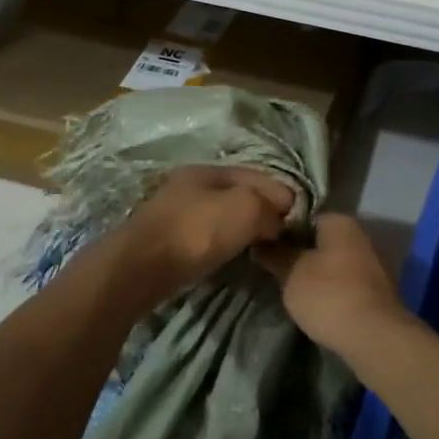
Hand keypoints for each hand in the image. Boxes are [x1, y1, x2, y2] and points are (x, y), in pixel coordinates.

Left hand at [107, 165, 295, 305]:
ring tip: (261, 246)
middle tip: (282, 233)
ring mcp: (175, 213)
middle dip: (262, 210)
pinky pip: (206, 235)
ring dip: (243, 227)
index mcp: (208, 170)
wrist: (140, 268)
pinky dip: (223, 242)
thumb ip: (269, 207)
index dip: (281, 194)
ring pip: (221, 215)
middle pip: (237, 194)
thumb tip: (277, 219)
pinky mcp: (167, 241)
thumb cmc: (196, 232)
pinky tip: (231, 254)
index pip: (256, 175)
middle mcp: (190, 186)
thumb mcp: (245, 209)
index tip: (298, 218)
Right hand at [254, 213, 405, 354]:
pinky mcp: (376, 291)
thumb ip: (275, 255)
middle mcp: (360, 236)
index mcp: (340, 222)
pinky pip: (345, 283)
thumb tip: (260, 243)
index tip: (265, 246)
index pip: (304, 217)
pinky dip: (331, 290)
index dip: (282, 231)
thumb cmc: (329, 295)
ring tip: (291, 289)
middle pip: (321, 240)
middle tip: (275, 269)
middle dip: (300, 253)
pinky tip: (316, 304)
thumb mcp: (291, 273)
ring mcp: (372, 264)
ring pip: (333, 263)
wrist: (374, 337)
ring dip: (316, 273)